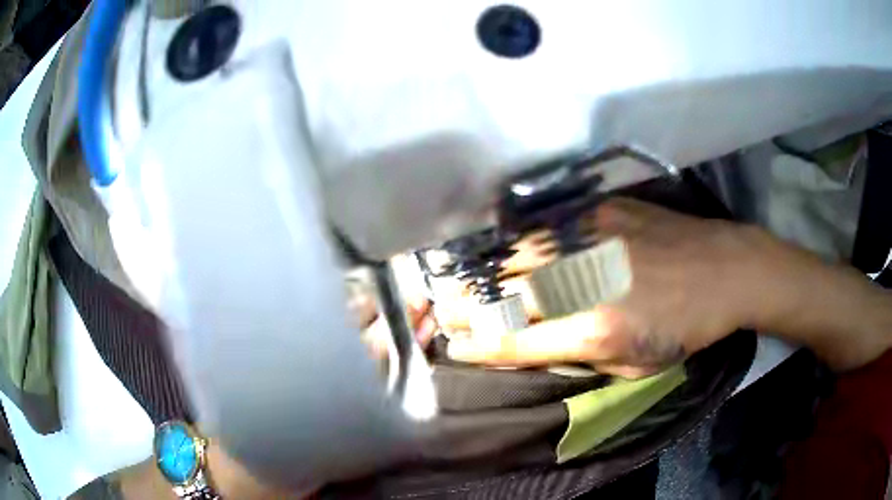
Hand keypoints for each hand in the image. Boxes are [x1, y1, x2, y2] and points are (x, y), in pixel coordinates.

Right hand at [446, 198, 793, 377]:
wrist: (726, 269)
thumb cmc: (687, 327)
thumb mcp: (636, 363)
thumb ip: (583, 355)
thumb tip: (540, 343)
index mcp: (596, 329)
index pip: (517, 340)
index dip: (479, 344)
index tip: (453, 343)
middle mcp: (585, 280)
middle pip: (508, 293)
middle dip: (466, 305)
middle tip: (440, 309)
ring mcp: (592, 238)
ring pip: (519, 254)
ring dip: (484, 271)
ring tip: (460, 281)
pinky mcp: (602, 211)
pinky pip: (548, 228)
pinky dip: (519, 242)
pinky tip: (504, 247)